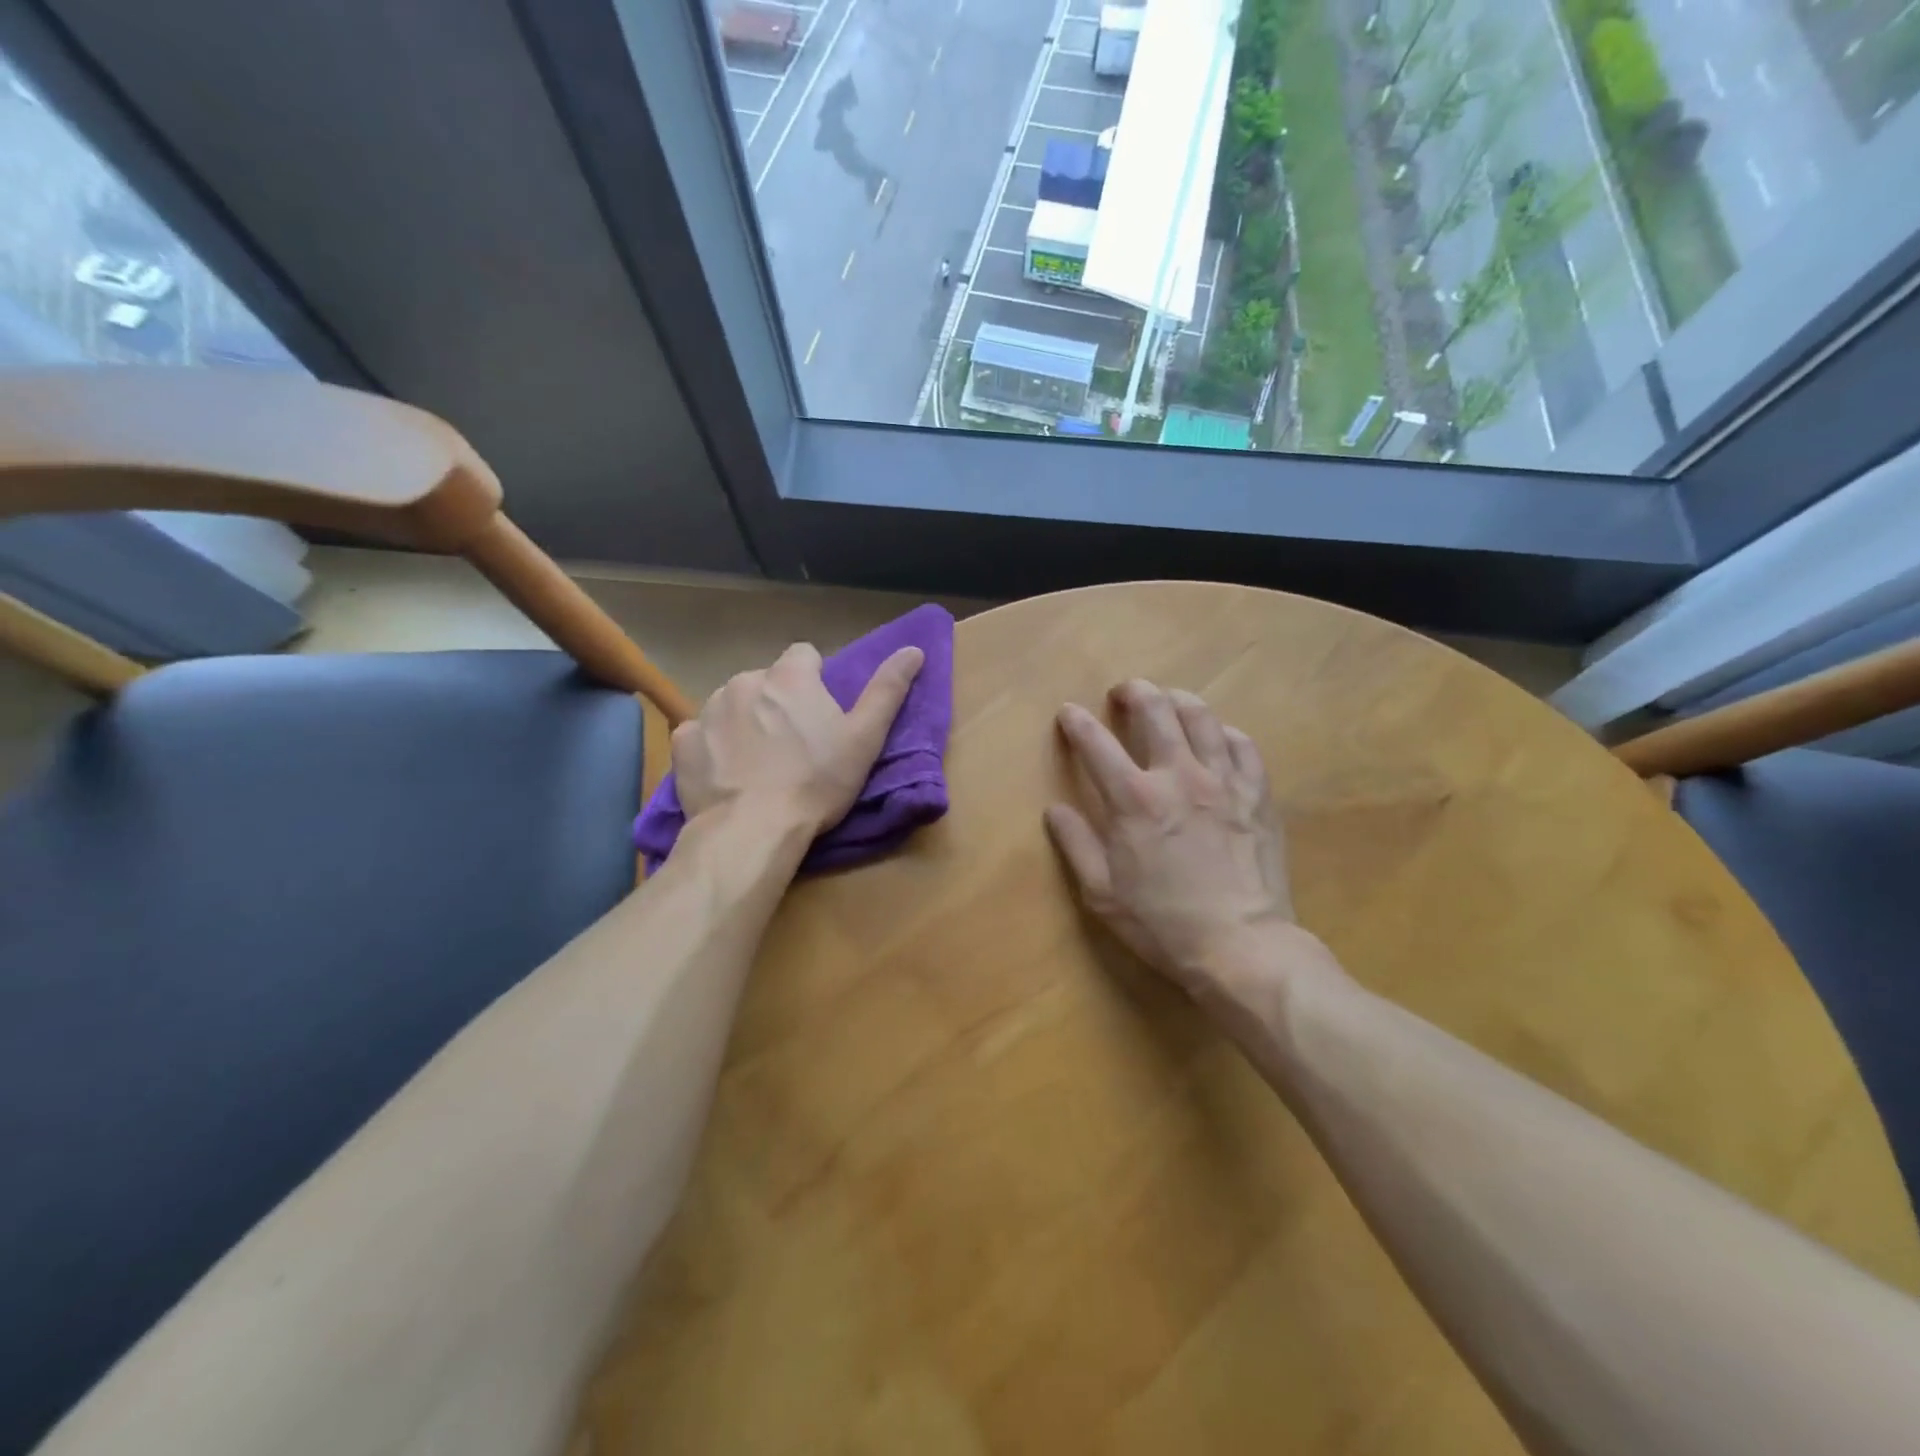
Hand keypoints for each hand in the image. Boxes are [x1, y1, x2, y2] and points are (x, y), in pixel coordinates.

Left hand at [673, 642, 922, 834]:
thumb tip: (914, 649)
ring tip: (759, 763)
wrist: (752, 829)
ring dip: (745, 722)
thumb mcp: (865, 738)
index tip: (820, 714)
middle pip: (766, 681)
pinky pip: (701, 733)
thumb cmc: (817, 782)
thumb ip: (888, 689)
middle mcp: (745, 681)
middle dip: (777, 703)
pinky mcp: (684, 742)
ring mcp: (709, 709)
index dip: (814, 680)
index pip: (803, 655)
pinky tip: (727, 774)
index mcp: (790, 677)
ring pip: (733, 704)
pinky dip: (713, 746)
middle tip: (792, 745)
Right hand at [1045, 680, 1334, 1017]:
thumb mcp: (1102, 893)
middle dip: (1133, 692)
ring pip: (1201, 717)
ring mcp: (1223, 781)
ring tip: (1168, 701)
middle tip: (1124, 693)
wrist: (1242, 946)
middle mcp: (1178, 776)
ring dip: (1178, 700)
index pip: (1097, 743)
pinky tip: (1216, 738)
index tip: (1069, 714)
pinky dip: (1223, 732)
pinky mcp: (1257, 794)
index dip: (1077, 723)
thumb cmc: (1163, 923)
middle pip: (1155, 710)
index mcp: (1134, 799)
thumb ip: (1076, 844)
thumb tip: (1055, 809)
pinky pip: (1242, 744)